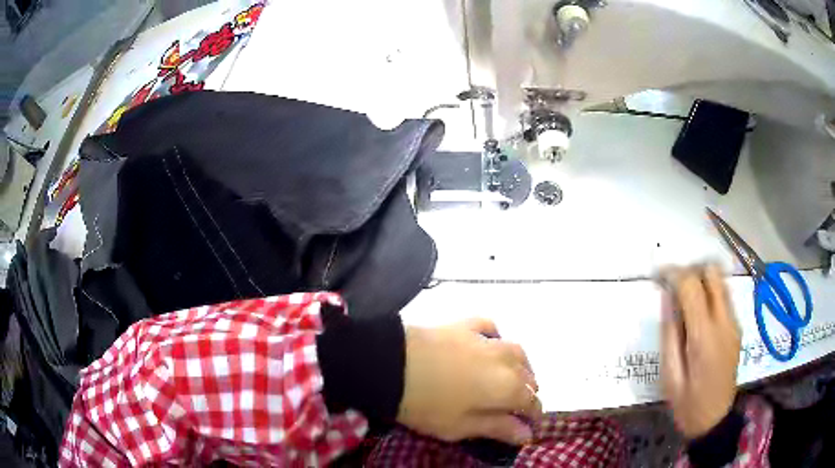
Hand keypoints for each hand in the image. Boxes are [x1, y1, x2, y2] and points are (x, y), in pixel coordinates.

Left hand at [397, 318, 541, 444]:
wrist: (391, 364)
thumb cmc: (426, 404)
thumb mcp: (460, 427)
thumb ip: (498, 428)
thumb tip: (526, 434)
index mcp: (508, 387)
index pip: (532, 403)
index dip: (533, 416)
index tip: (527, 427)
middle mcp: (506, 360)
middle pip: (528, 377)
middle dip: (527, 393)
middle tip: (515, 407)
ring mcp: (486, 339)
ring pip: (517, 352)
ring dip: (520, 367)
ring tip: (512, 379)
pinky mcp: (465, 326)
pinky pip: (491, 329)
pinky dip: (496, 338)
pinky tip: (491, 345)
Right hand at [660, 264, 741, 438]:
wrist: (715, 420)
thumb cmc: (688, 405)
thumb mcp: (670, 376)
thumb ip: (669, 335)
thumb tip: (667, 298)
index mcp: (704, 336)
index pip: (691, 285)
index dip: (674, 273)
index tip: (659, 276)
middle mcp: (724, 322)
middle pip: (712, 272)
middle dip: (691, 271)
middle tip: (674, 288)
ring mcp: (734, 323)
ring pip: (721, 281)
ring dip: (702, 280)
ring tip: (684, 299)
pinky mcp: (737, 327)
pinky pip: (724, 296)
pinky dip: (710, 293)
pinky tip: (698, 315)